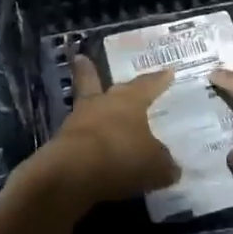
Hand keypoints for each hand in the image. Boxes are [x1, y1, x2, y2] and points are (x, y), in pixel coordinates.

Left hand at [34, 56, 179, 206]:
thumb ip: (164, 164)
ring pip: (84, 107)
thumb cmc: (122, 157)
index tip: (167, 71)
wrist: (73, 174)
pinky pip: (78, 136)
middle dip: (92, 72)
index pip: (148, 85)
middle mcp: (102, 103)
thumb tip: (171, 167)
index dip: (159, 80)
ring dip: (89, 108)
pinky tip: (91, 149)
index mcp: (129, 100)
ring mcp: (78, 120)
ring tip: (92, 109)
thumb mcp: (156, 165)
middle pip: (96, 82)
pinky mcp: (61, 142)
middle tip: (83, 59)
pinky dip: (85, 140)